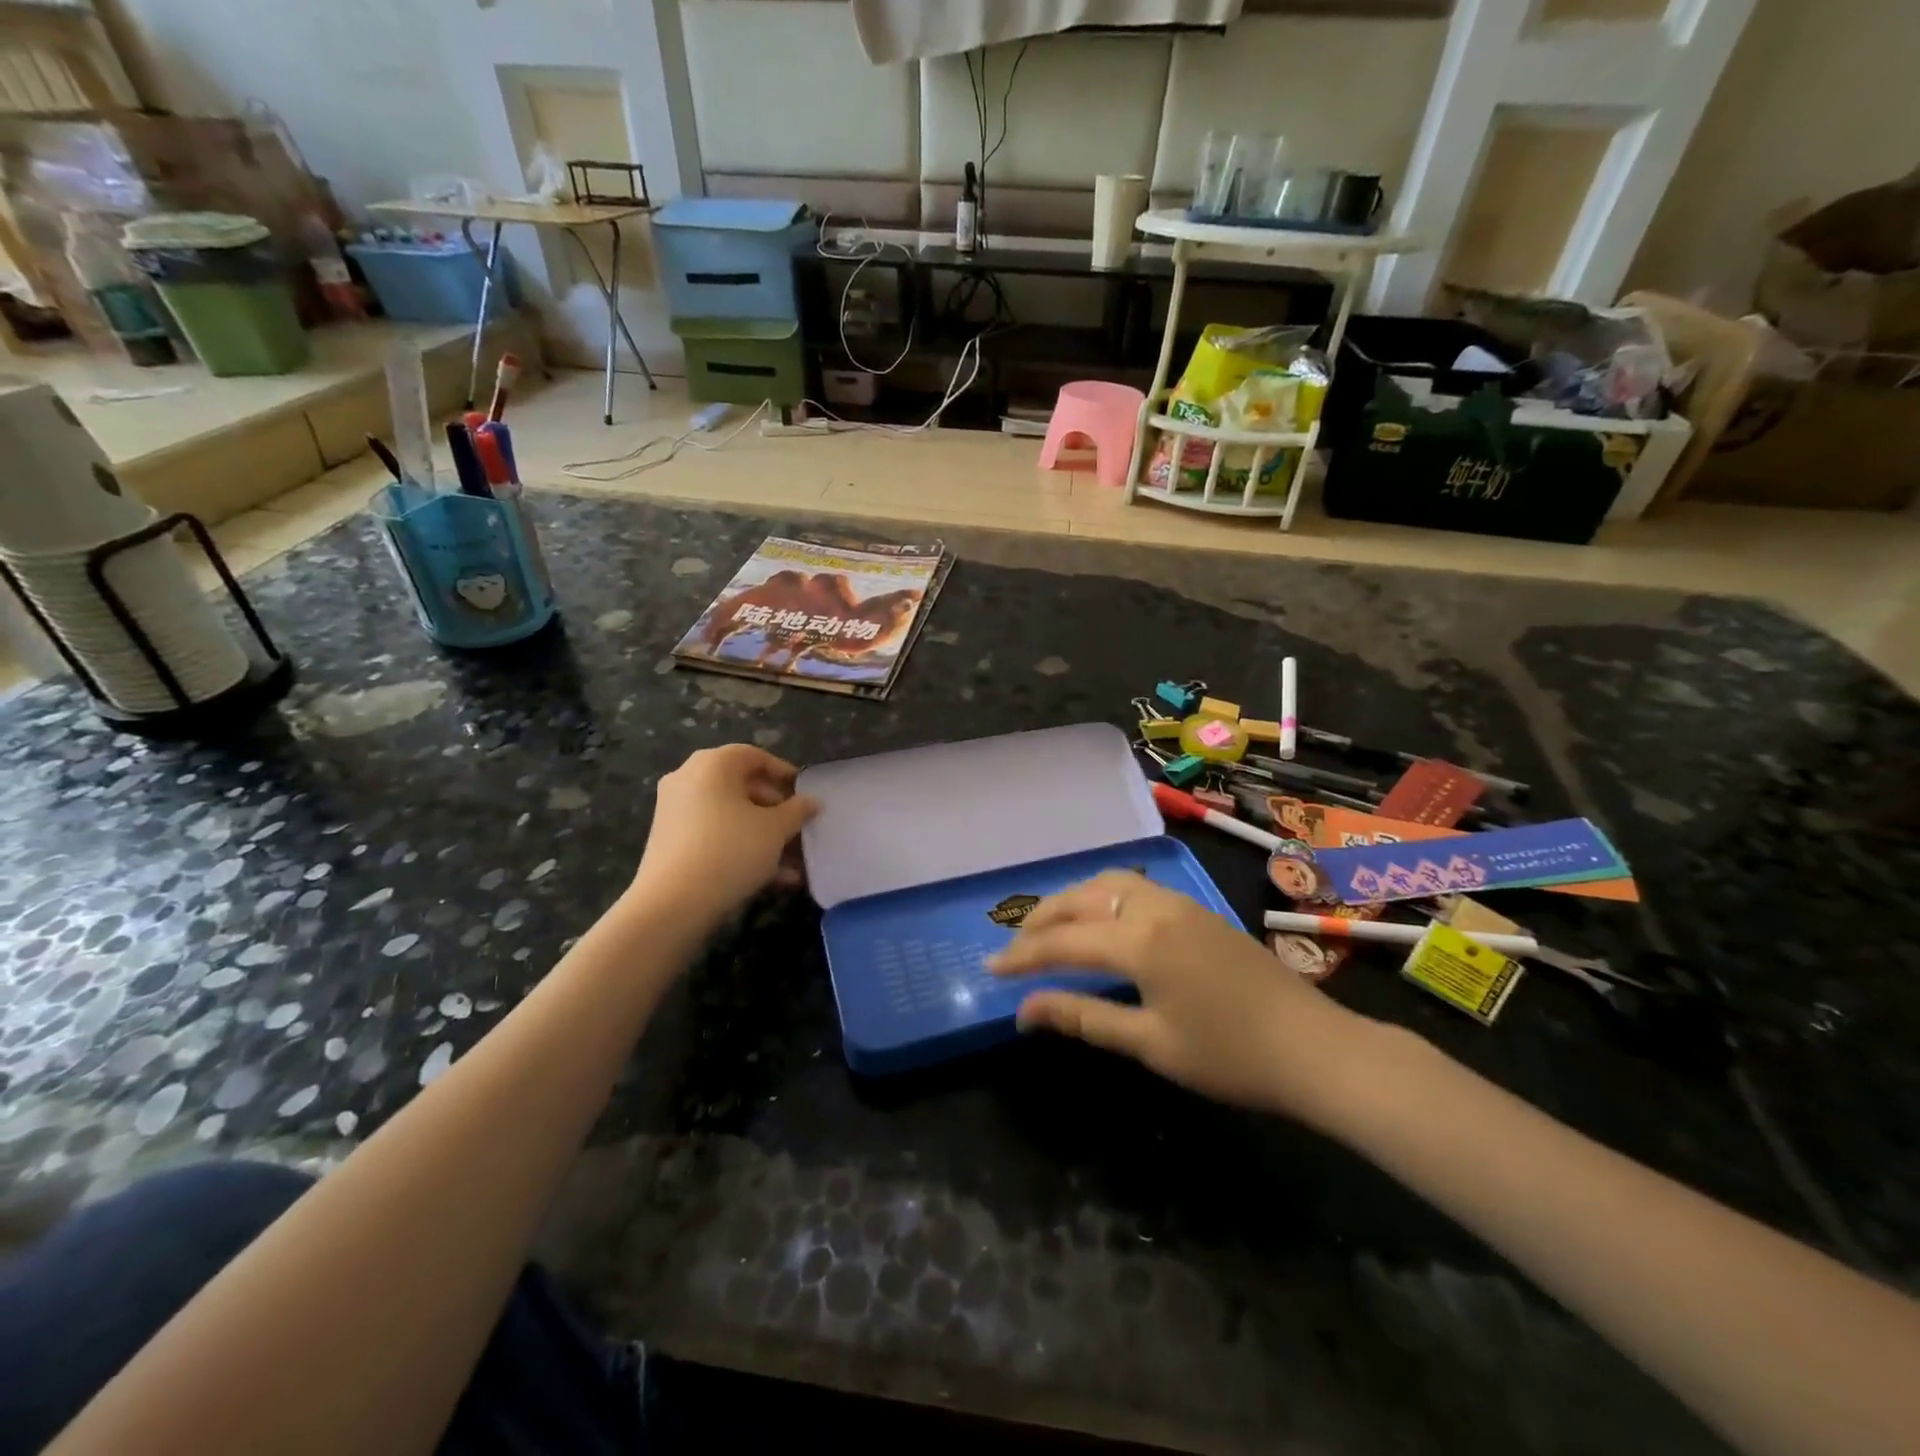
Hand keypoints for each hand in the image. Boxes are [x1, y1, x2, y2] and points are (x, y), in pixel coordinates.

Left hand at [634, 745, 817, 923]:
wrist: (673, 902)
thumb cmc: (732, 849)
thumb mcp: (776, 829)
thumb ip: (798, 810)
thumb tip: (811, 802)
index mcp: (713, 764)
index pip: (755, 756)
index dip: (784, 773)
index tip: (805, 794)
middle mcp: (689, 779)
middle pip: (742, 787)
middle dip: (776, 810)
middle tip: (800, 830)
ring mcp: (675, 810)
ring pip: (731, 816)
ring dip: (763, 835)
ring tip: (793, 863)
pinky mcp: (670, 841)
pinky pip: (715, 835)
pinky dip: (741, 848)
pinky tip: (771, 877)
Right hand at [989, 870, 1368, 1121]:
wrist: (1315, 1048)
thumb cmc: (1229, 1055)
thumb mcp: (1149, 1043)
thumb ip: (1083, 1018)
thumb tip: (1025, 1012)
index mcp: (1138, 941)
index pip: (1062, 942)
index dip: (1022, 957)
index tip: (990, 969)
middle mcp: (1153, 907)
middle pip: (1081, 899)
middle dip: (1042, 919)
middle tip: (1015, 947)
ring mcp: (1179, 903)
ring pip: (1108, 884)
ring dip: (1073, 901)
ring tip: (1052, 929)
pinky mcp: (1196, 910)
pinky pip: (1134, 888)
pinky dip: (1102, 897)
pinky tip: (1101, 922)